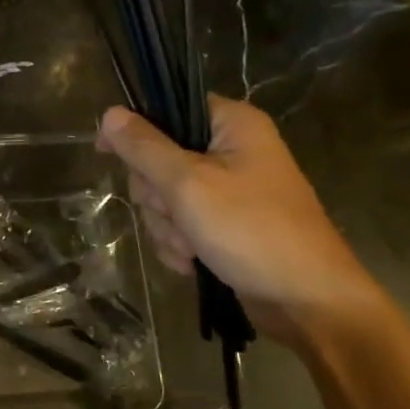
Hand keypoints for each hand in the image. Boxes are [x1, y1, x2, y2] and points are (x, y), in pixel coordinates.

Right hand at [98, 96, 382, 346]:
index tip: (105, 154)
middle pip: (159, 159)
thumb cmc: (251, 231)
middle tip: (176, 214)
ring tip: (192, 247)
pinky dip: (180, 244)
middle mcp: (232, 151)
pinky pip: (181, 225)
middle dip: (157, 197)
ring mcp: (229, 191)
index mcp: (232, 125)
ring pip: (165, 198)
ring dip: (168, 227)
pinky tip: (194, 262)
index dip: (134, 131)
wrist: (304, 300)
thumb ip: (144, 148)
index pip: (168, 109)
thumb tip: (109, 114)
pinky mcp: (225, 225)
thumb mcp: (188, 185)